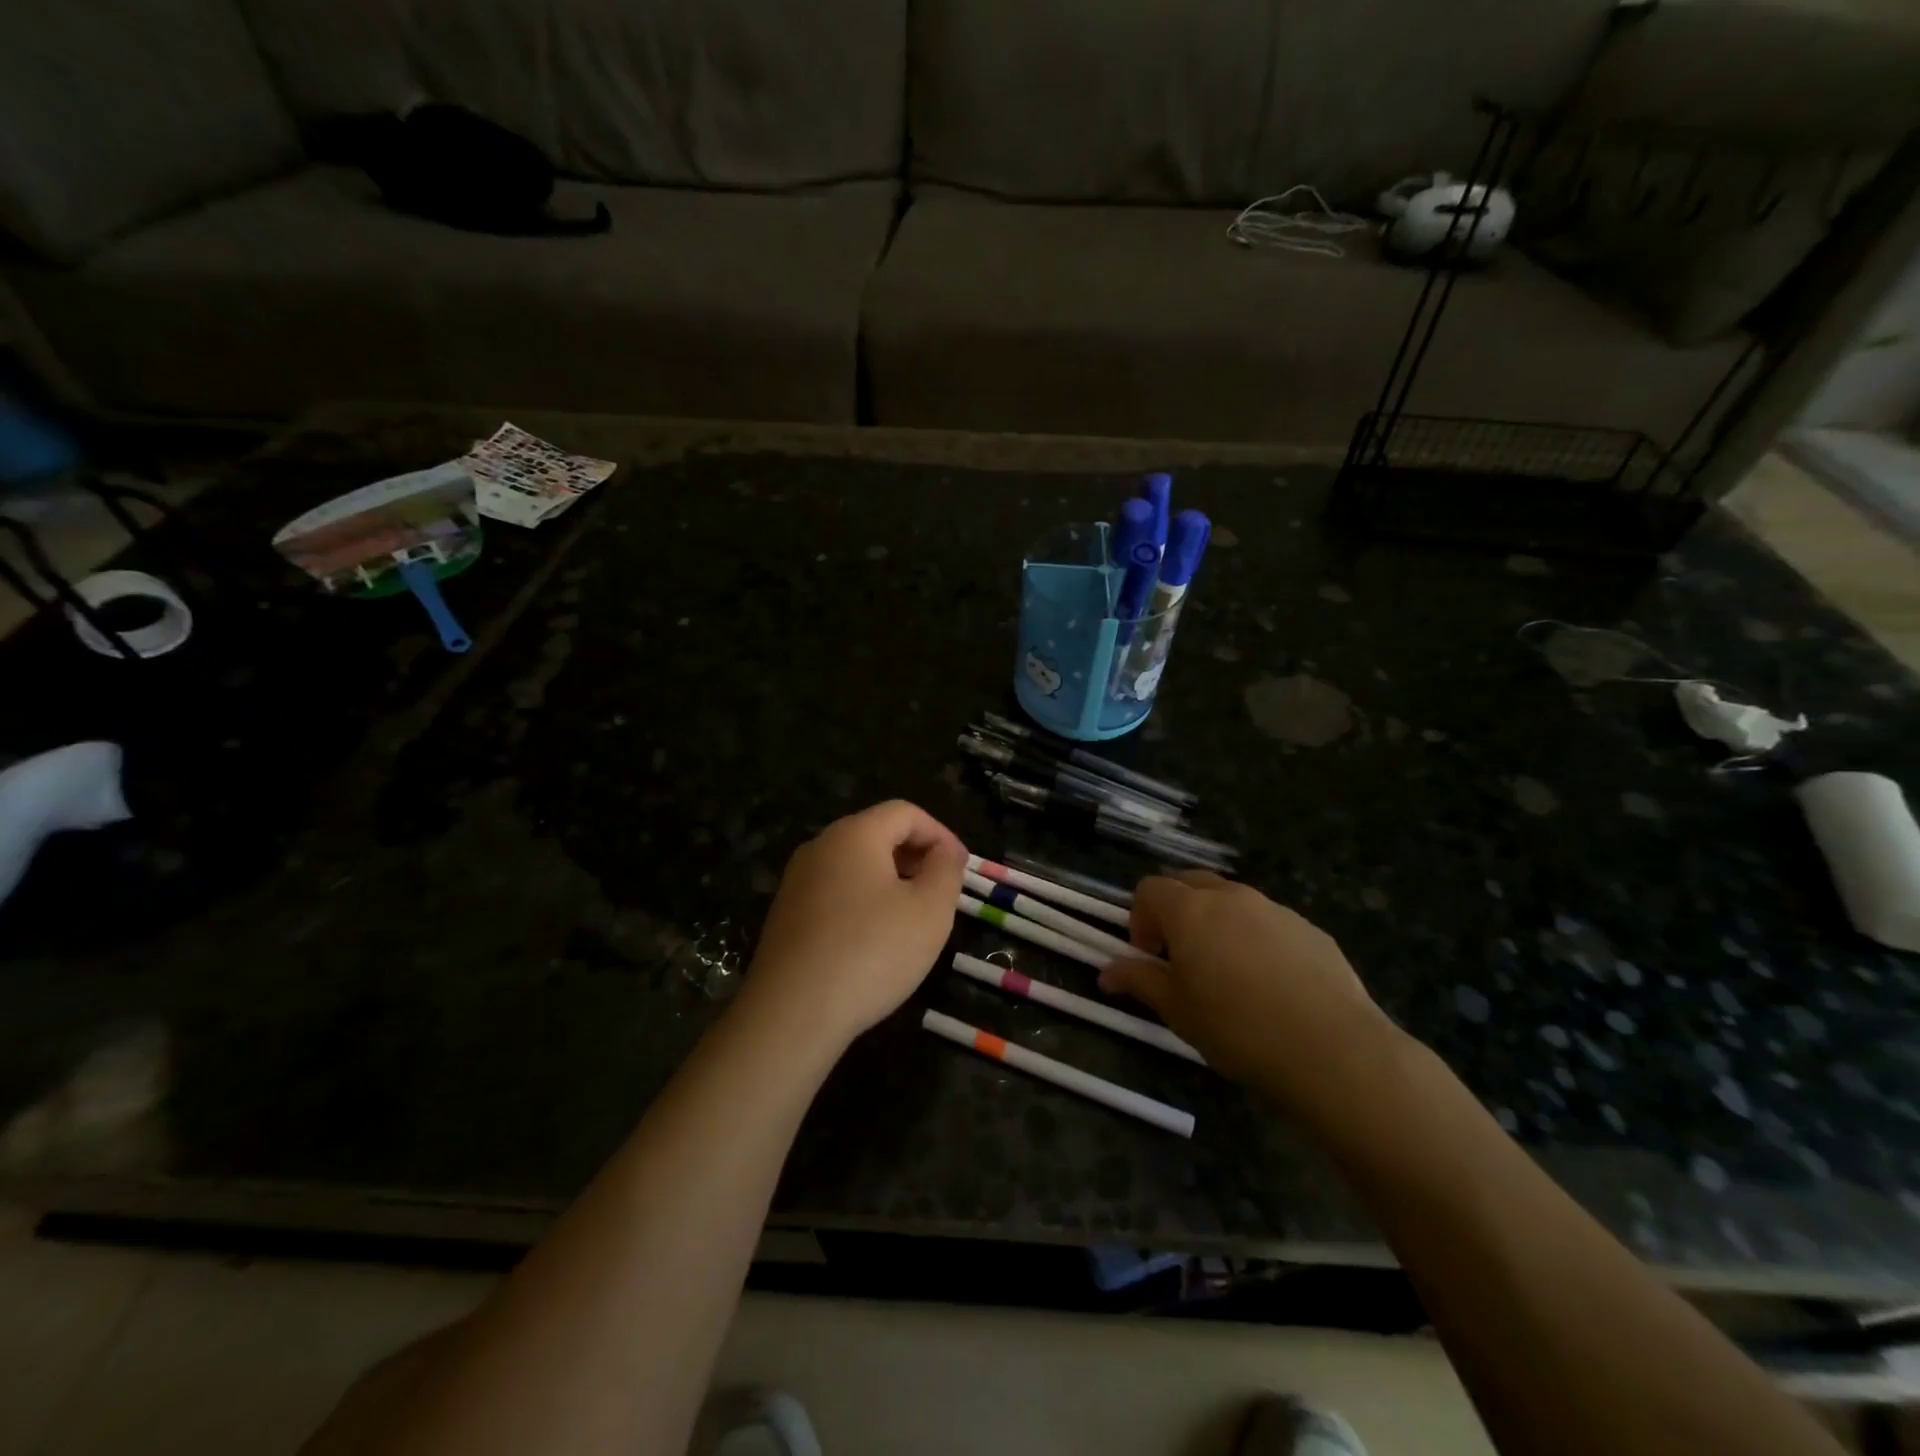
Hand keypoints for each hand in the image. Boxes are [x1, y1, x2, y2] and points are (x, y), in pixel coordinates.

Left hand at [741, 800, 966, 1050]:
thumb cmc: (871, 952)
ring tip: (913, 919)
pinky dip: (863, 902)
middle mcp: (820, 846)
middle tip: (942, 893)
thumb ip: (946, 871)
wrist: (792, 1013)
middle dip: (916, 856)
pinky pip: (834, 892)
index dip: (940, 834)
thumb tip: (945, 852)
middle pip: (877, 834)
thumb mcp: (930, 910)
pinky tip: (875, 941)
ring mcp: (797, 881)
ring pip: (855, 865)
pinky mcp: (785, 914)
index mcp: (854, 834)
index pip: (905, 812)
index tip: (962, 869)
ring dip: (890, 881)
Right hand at [1099, 872, 1401, 1116]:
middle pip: (1190, 883)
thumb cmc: (1237, 1028)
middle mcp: (1230, 896)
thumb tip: (1106, 972)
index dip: (1139, 919)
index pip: (1149, 889)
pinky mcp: (1309, 928)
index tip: (1148, 956)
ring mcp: (1274, 908)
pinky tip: (1270, 984)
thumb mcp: (1177, 1010)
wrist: (1331, 1048)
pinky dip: (1255, 937)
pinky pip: (1268, 921)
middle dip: (1176, 910)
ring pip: (1232, 900)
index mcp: (1190, 910)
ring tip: (1227, 972)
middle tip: (1180, 956)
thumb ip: (1139, 980)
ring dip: (1216, 922)